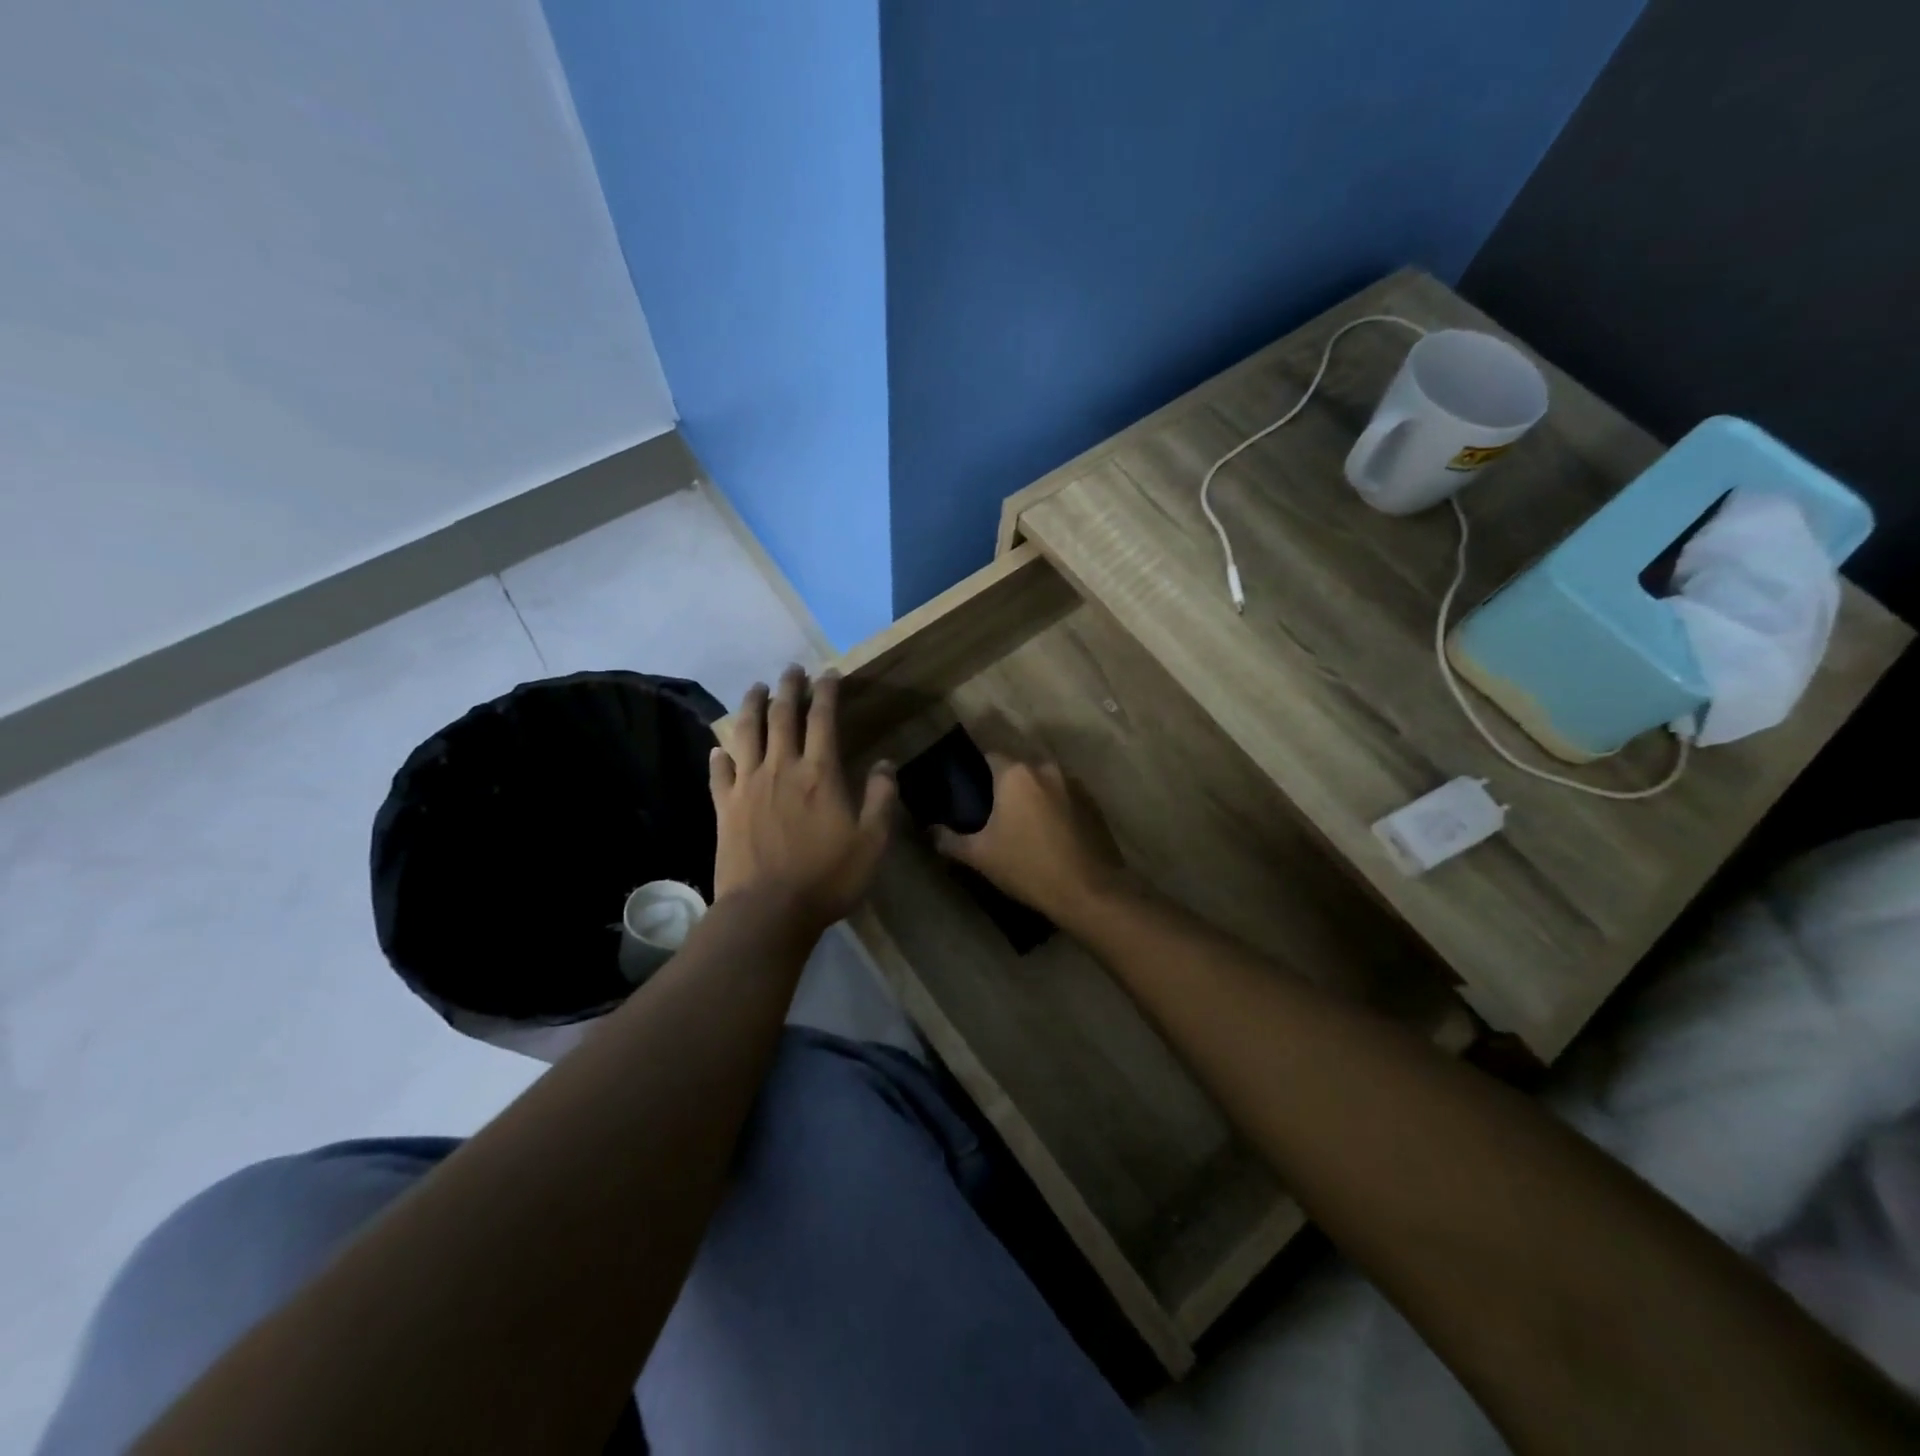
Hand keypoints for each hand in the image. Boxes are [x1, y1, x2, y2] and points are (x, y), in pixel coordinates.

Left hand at [710, 666, 896, 932]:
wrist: (768, 911)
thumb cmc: (828, 877)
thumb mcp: (872, 842)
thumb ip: (882, 798)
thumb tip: (886, 763)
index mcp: (819, 772)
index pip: (823, 718)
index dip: (827, 691)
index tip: (829, 673)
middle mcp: (781, 767)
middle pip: (781, 715)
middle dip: (788, 687)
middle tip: (792, 670)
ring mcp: (748, 785)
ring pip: (746, 732)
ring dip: (751, 705)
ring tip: (755, 688)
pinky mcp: (725, 807)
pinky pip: (719, 772)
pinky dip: (720, 755)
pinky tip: (719, 748)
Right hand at [932, 755, 1136, 926]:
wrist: (1089, 891)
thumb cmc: (1027, 867)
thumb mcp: (979, 856)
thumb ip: (949, 839)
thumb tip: (929, 831)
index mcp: (1016, 774)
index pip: (989, 756)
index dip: (977, 770)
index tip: (970, 791)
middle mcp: (1047, 769)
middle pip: (1019, 769)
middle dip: (1006, 785)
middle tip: (994, 812)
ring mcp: (1075, 785)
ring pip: (1044, 782)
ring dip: (1034, 796)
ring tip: (1023, 825)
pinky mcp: (1094, 805)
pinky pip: (1065, 798)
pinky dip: (1056, 808)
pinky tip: (1050, 834)